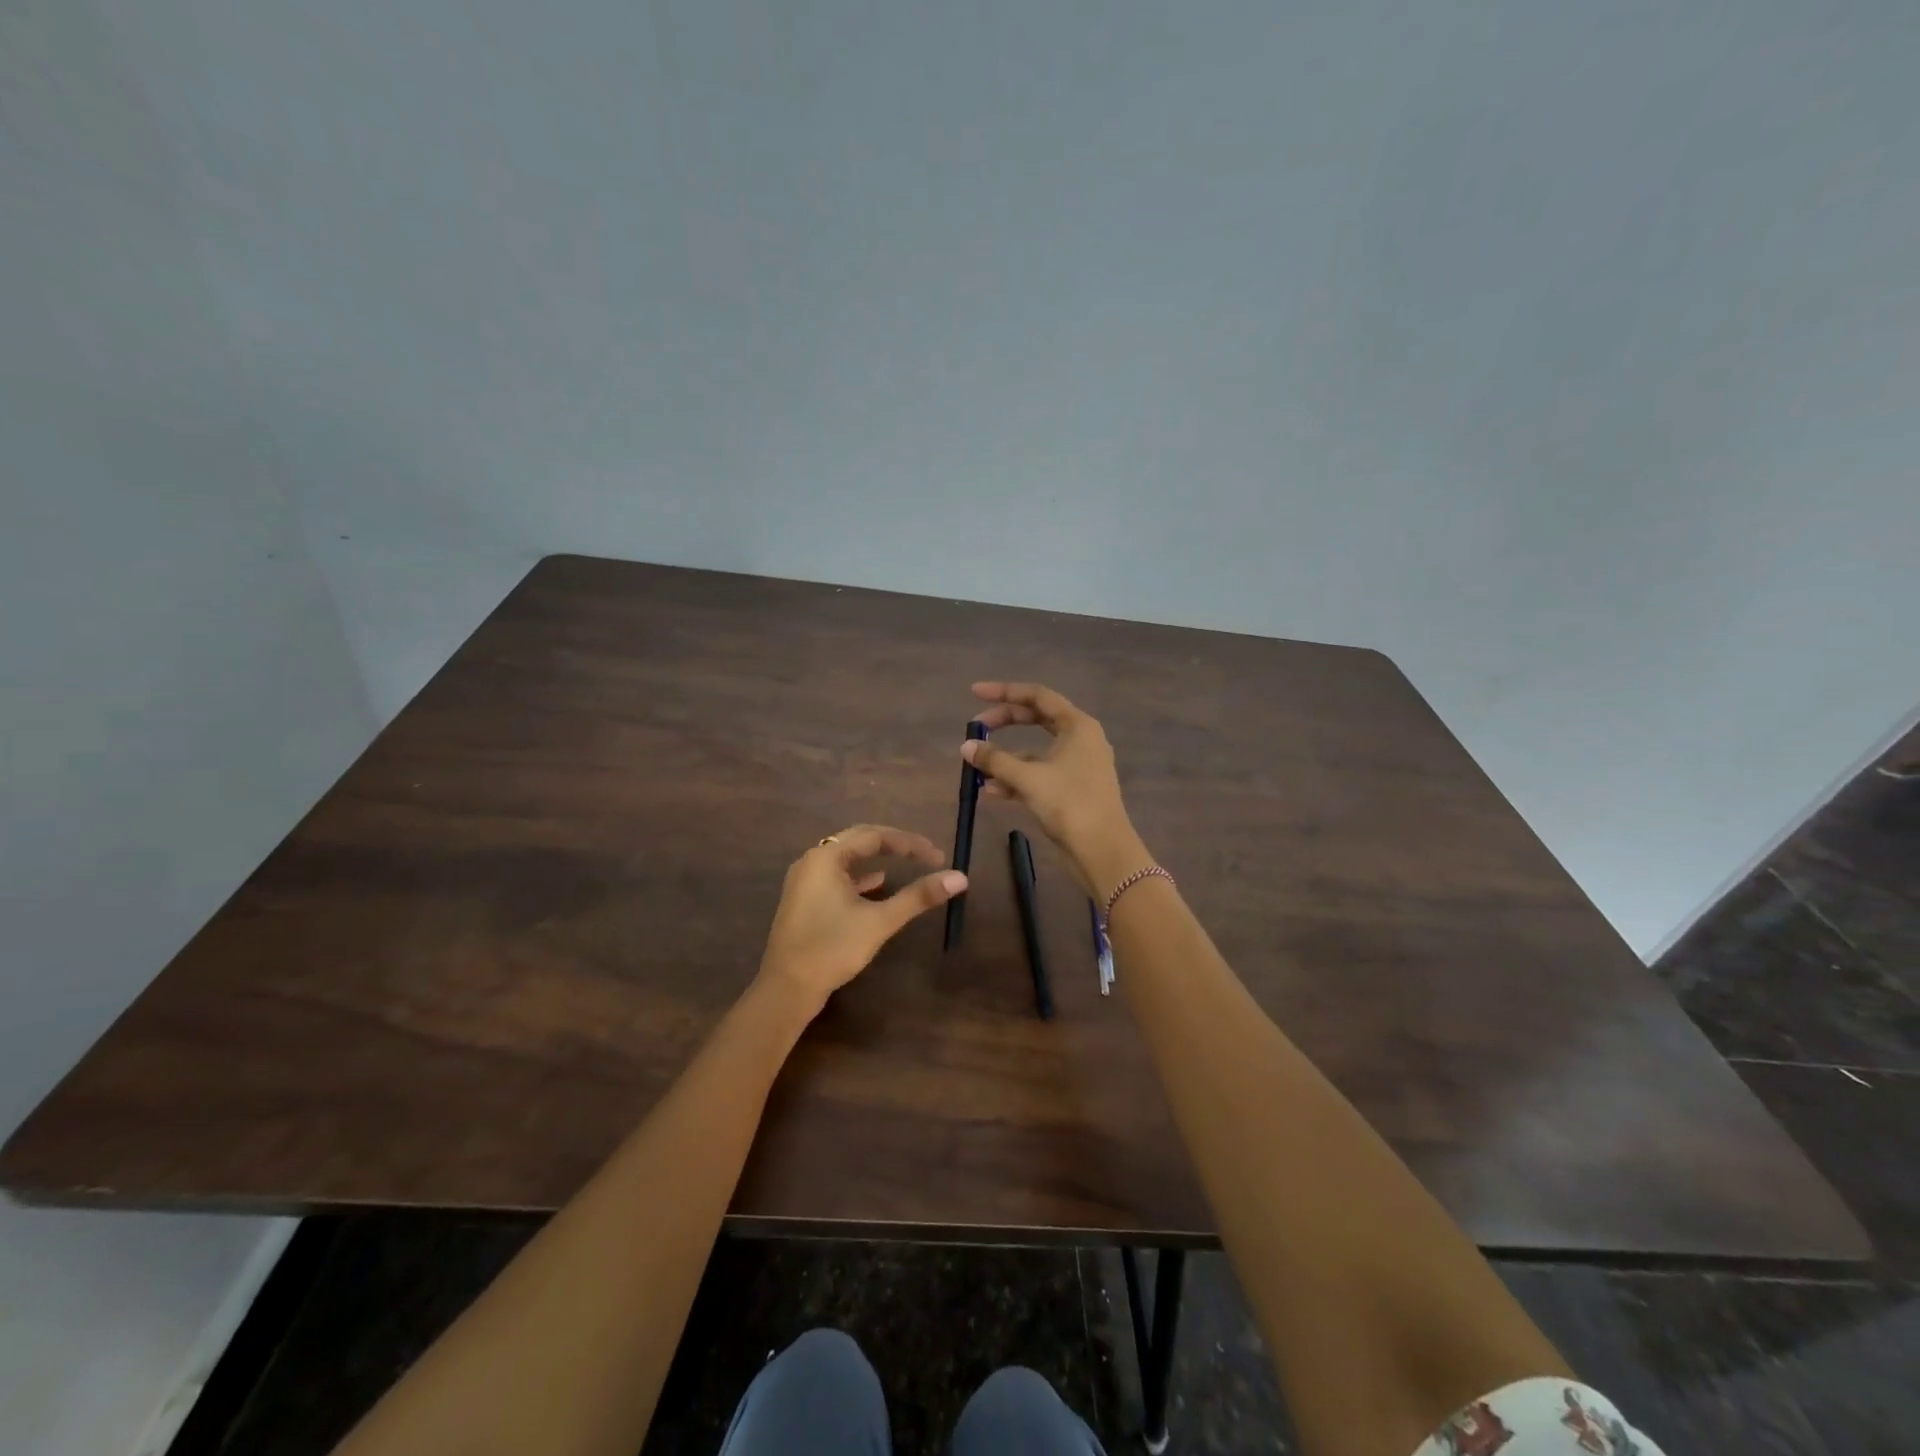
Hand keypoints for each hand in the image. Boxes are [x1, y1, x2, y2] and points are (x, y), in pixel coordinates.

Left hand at [757, 824, 967, 1010]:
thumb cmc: (833, 948)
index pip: (874, 835)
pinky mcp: (804, 900)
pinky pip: (837, 876)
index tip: (937, 855)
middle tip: (925, 854)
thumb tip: (959, 878)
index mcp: (826, 857)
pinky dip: (860, 877)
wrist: (787, 989)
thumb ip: (918, 896)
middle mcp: (812, 861)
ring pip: (847, 859)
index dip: (909, 843)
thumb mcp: (880, 921)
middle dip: (894, 845)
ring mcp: (804, 881)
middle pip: (859, 841)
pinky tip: (878, 884)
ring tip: (906, 863)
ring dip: (877, 859)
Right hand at [964, 682, 1147, 897]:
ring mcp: (1078, 765)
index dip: (1004, 691)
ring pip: (1036, 750)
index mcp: (1078, 725)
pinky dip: (1017, 778)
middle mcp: (1081, 739)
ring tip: (977, 766)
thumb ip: (995, 759)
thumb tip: (967, 746)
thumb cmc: (1070, 804)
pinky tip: (991, 790)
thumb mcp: (1028, 778)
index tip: (975, 693)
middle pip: (1037, 719)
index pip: (1038, 696)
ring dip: (1007, 757)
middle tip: (975, 727)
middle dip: (1004, 722)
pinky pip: (1040, 773)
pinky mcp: (1072, 789)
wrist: (1102, 850)